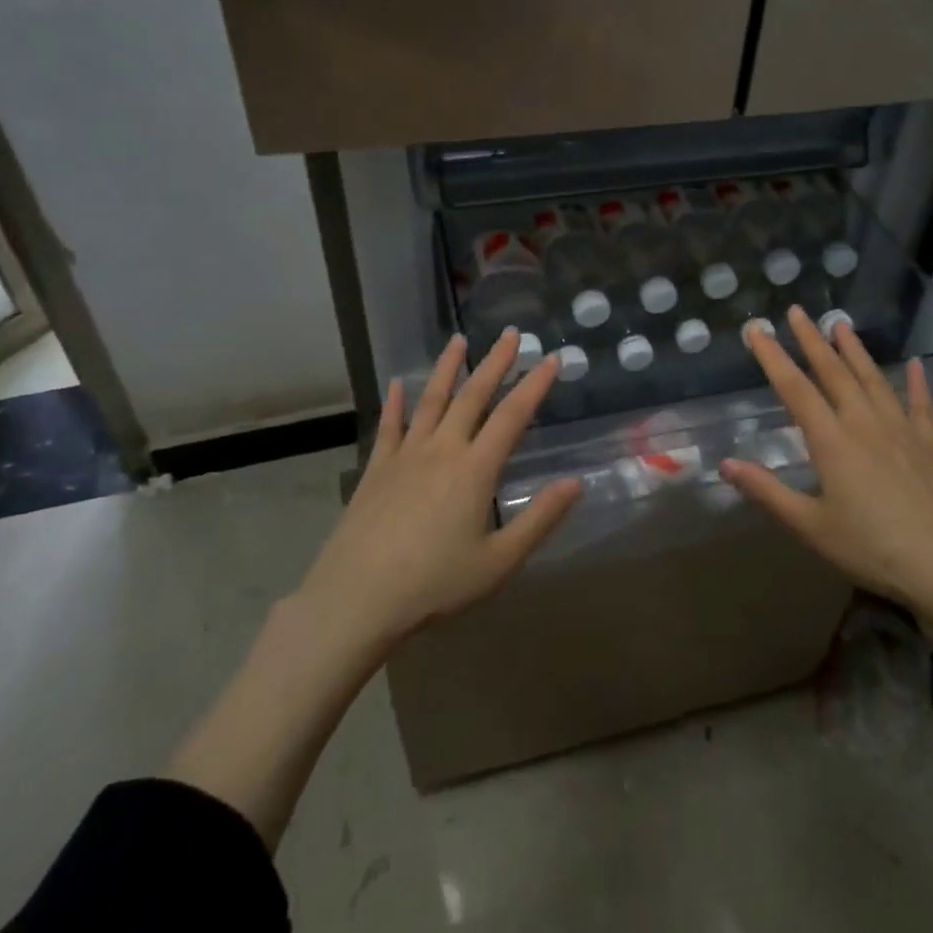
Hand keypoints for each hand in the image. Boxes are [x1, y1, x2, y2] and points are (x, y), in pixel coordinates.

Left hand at [298, 331, 581, 654]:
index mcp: (475, 469)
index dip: (535, 385)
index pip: (513, 415)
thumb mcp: (499, 562)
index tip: (553, 358)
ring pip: (431, 400)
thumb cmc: (434, 583)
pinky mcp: (376, 468)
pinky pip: (389, 425)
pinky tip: (398, 383)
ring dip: (448, 368)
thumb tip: (575, 482)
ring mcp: (405, 455)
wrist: (357, 598)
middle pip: (473, 396)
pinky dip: (395, 402)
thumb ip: (539, 519)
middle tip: (511, 334)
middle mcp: (442, 449)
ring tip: (459, 340)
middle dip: (496, 362)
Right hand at [719, 306, 932, 638]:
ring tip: (840, 324)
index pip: (795, 389)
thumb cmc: (872, 549)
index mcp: (832, 441)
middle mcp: (865, 424)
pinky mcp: (931, 445)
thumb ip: (768, 492)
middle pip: (834, 373)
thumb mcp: (811, 527)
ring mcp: (902, 431)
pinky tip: (916, 364)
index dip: (772, 357)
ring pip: (873, 380)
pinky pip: (921, 404)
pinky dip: (917, 382)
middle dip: (812, 340)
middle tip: (797, 311)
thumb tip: (726, 463)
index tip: (756, 329)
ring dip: (855, 350)